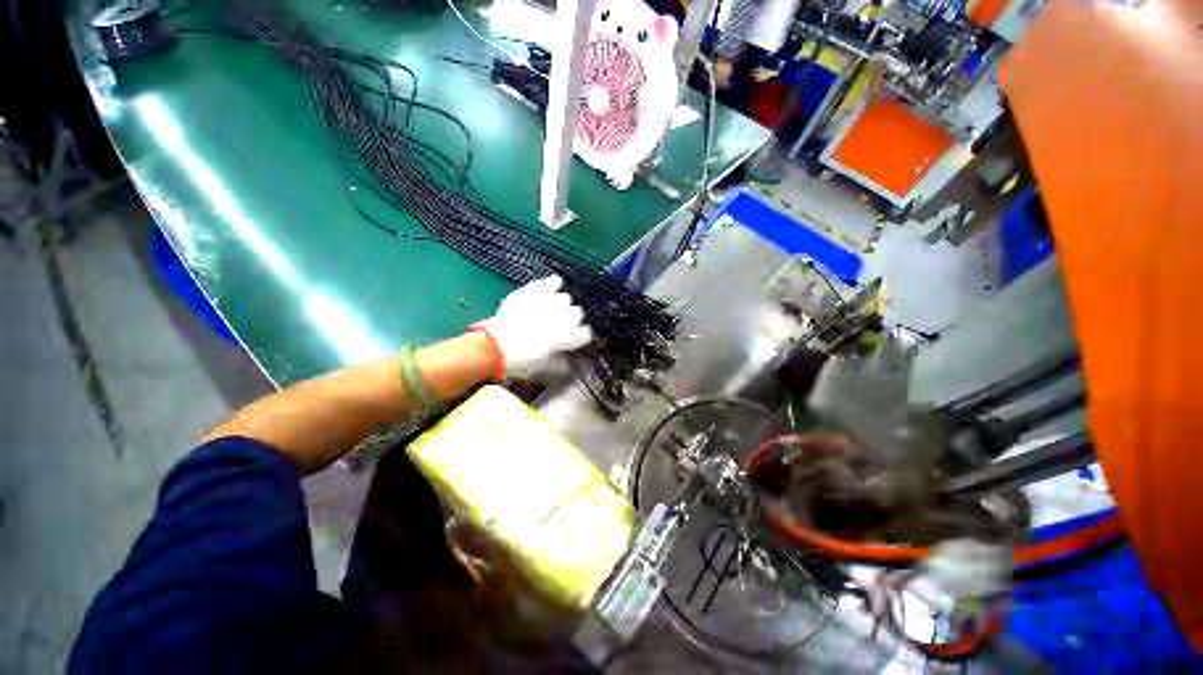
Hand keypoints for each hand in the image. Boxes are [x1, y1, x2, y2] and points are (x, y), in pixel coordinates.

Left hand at [475, 276, 592, 378]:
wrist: (494, 345)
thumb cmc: (521, 360)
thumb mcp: (545, 368)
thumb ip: (563, 364)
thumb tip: (573, 363)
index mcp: (569, 337)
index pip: (585, 333)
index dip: (578, 337)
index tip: (571, 340)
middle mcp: (564, 317)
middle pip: (577, 313)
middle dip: (569, 319)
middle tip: (557, 325)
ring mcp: (550, 302)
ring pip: (565, 298)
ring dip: (560, 304)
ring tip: (550, 309)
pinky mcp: (536, 291)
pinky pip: (552, 282)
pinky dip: (553, 284)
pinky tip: (553, 285)